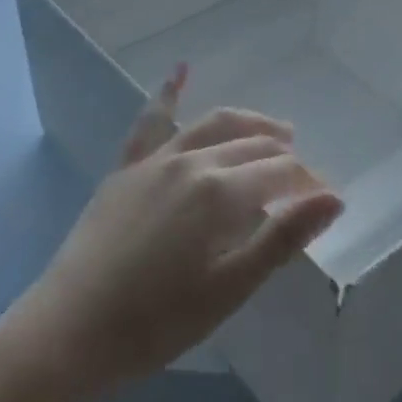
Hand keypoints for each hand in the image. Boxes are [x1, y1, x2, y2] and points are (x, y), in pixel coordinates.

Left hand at [0, 68, 342, 401]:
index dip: (308, 184)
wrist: (67, 331)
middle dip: (285, 156)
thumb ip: (282, 238)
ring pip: (212, 124)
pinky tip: (181, 70)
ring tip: (276, 131)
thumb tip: (333, 198)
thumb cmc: (156, 322)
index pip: (282, 173)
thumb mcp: (229, 288)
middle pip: (252, 144)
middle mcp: (190, 162)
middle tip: (303, 176)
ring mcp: (154, 161)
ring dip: (249, 123)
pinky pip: (152, 123)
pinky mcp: (125, 169)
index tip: (324, 201)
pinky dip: (170, 93)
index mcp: (220, 193)